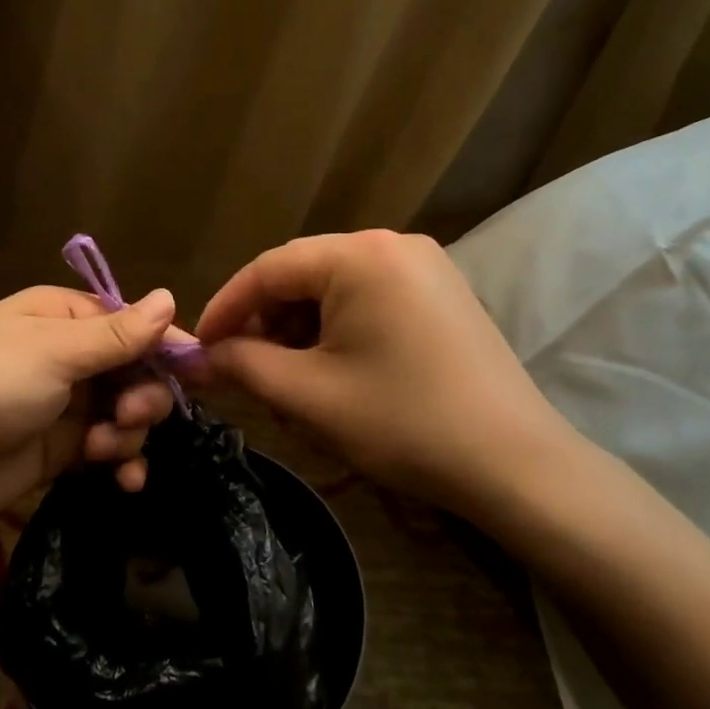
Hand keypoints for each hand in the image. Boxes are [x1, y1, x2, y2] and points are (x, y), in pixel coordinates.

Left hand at [0, 285, 180, 539]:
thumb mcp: (51, 354)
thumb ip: (115, 335)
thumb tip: (170, 298)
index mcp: (61, 317)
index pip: (131, 323)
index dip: (166, 345)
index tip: (201, 372)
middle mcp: (65, 356)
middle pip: (134, 369)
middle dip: (144, 393)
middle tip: (131, 415)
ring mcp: (61, 405)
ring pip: (125, 411)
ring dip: (129, 431)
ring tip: (105, 448)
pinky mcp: (56, 451)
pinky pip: (107, 449)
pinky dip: (121, 461)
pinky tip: (124, 480)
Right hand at [193, 231, 591, 522]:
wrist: (516, 465)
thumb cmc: (404, 423)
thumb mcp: (309, 396)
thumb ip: (242, 366)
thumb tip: (193, 359)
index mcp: (360, 255)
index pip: (268, 268)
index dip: (226, 307)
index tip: (199, 348)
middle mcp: (393, 243)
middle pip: (303, 273)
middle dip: (265, 320)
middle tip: (242, 368)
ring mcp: (424, 266)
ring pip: (336, 287)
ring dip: (300, 327)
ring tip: (287, 376)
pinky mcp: (442, 292)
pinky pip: (370, 297)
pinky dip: (339, 327)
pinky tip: (333, 368)